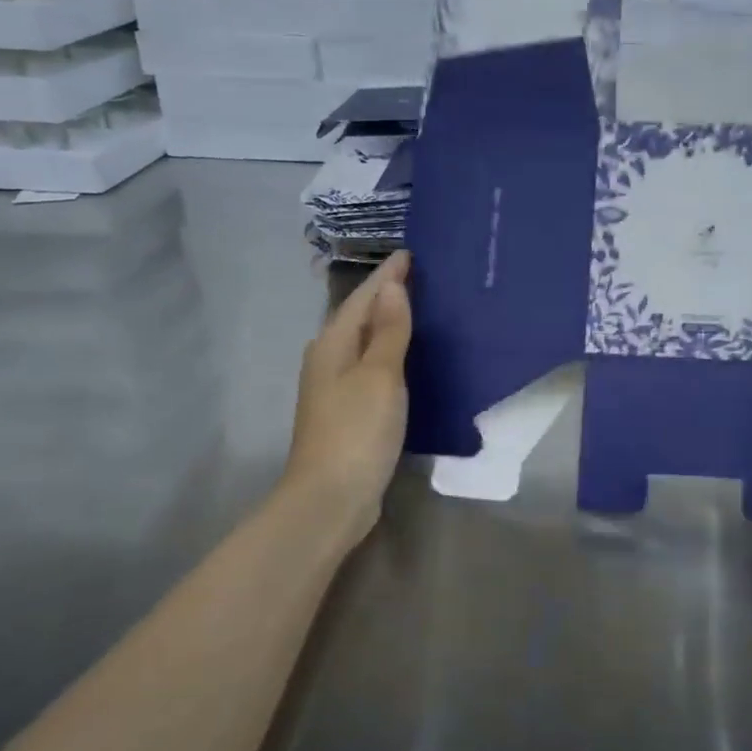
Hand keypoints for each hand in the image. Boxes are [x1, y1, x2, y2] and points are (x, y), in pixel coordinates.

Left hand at [284, 251, 411, 542]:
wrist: (330, 497)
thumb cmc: (356, 430)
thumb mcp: (379, 375)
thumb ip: (388, 331)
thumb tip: (392, 287)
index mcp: (332, 344)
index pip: (363, 297)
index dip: (387, 276)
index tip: (411, 253)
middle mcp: (329, 359)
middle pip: (359, 316)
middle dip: (387, 295)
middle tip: (422, 277)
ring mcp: (336, 388)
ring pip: (365, 342)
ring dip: (389, 324)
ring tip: (421, 309)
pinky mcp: (349, 411)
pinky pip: (372, 367)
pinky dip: (390, 353)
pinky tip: (410, 357)